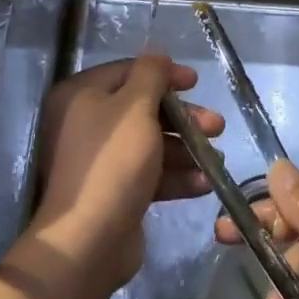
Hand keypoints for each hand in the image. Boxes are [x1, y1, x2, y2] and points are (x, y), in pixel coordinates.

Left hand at [31, 55, 220, 289]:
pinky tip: (205, 183)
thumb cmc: (113, 163)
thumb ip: (150, 76)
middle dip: (183, 118)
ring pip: (150, 143)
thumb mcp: (135, 108)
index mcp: (81, 96)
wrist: (88, 241)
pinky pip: (149, 174)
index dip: (164, 74)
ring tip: (217, 159)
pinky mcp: (114, 191)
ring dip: (186, 149)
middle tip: (216, 125)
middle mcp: (86, 123)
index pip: (128, 72)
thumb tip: (158, 57)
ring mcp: (100, 160)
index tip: (196, 82)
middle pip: (143, 109)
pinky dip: (176, 176)